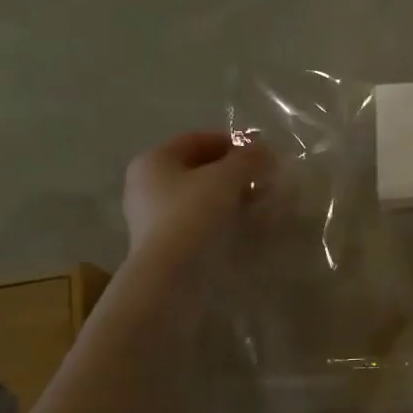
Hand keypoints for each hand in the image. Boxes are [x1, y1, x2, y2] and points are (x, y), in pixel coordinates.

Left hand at [122, 131, 272, 266]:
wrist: (171, 274)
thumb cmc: (193, 213)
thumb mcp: (226, 178)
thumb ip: (248, 159)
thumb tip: (264, 151)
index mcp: (154, 160)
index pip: (196, 139)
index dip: (231, 141)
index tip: (261, 152)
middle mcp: (147, 184)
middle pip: (198, 168)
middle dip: (233, 171)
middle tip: (262, 179)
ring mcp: (153, 216)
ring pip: (199, 196)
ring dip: (230, 196)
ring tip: (259, 203)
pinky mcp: (164, 243)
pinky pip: (198, 220)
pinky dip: (221, 218)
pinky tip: (244, 225)